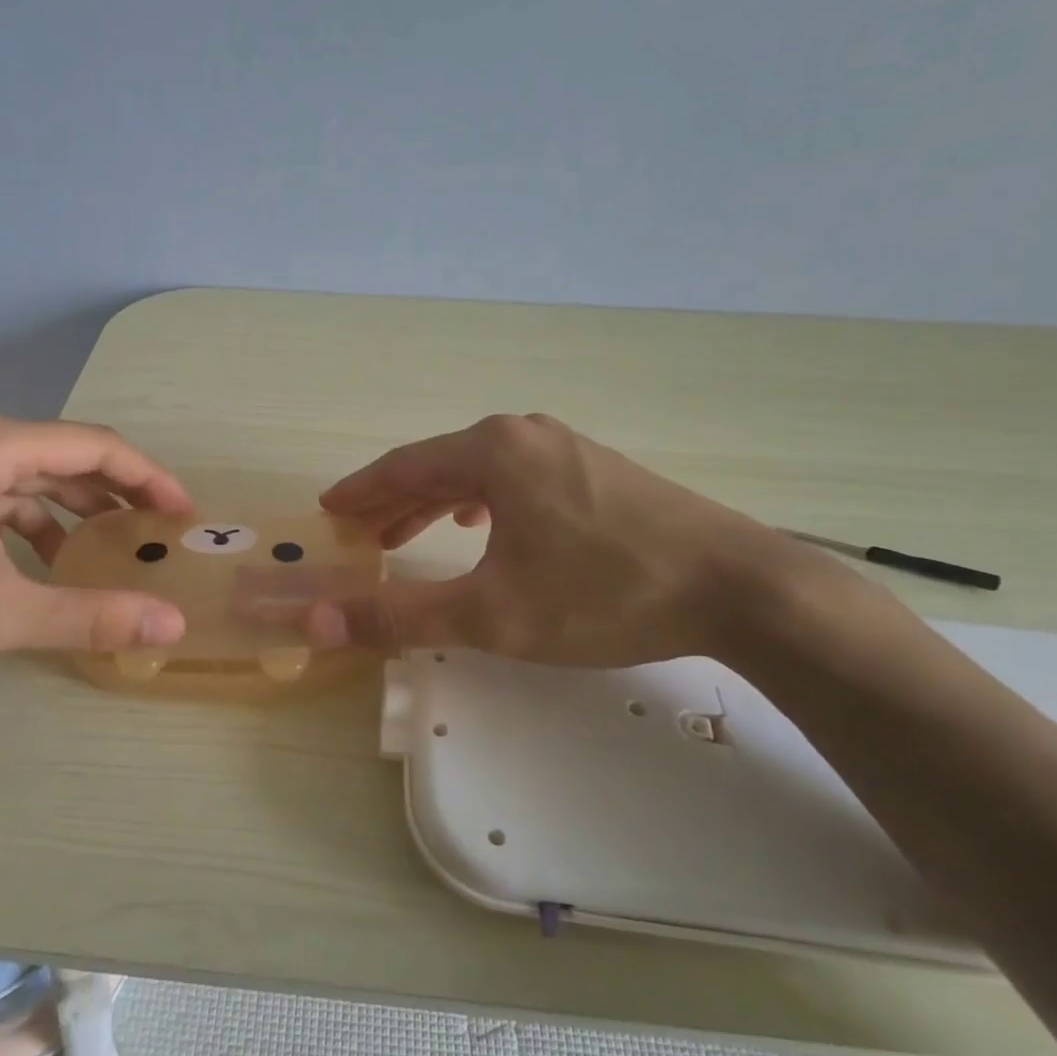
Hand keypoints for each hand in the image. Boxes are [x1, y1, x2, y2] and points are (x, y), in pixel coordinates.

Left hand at [0, 412, 193, 674]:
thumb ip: (89, 615)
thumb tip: (172, 623)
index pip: (96, 446)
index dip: (150, 478)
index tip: (184, 513)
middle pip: (66, 456)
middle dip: (117, 493)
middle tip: (158, 531)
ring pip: (32, 476)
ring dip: (76, 510)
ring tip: (112, 549)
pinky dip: (33, 522)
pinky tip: (45, 561)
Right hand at [314, 413, 808, 665]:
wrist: (737, 587)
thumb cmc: (604, 594)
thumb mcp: (492, 614)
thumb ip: (401, 616)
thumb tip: (319, 621)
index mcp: (492, 451)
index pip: (403, 466)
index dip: (360, 492)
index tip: (329, 510)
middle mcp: (524, 434)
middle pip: (438, 465)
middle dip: (393, 500)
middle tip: (359, 532)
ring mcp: (566, 447)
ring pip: (478, 472)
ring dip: (434, 502)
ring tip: (406, 535)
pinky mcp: (596, 468)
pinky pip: (515, 478)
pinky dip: (480, 501)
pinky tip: (481, 525)